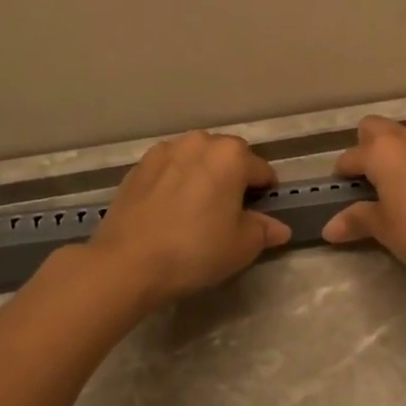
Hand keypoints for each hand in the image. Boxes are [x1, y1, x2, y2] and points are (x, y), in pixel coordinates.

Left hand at [87, 131, 290, 304]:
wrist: (127, 262)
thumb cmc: (195, 250)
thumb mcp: (242, 246)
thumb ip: (264, 231)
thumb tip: (278, 228)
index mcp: (231, 155)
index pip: (261, 170)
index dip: (265, 192)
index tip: (261, 213)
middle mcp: (199, 143)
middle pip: (227, 156)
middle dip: (233, 177)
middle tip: (230, 210)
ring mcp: (164, 151)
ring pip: (195, 158)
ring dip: (203, 175)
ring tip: (198, 207)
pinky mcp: (137, 167)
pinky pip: (169, 169)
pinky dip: (176, 181)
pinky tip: (171, 209)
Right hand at [321, 117, 405, 280]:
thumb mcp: (386, 230)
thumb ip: (358, 221)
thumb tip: (329, 228)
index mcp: (383, 151)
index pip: (351, 156)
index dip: (342, 173)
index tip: (339, 190)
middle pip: (377, 127)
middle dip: (367, 145)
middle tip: (368, 177)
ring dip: (399, 147)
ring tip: (399, 178)